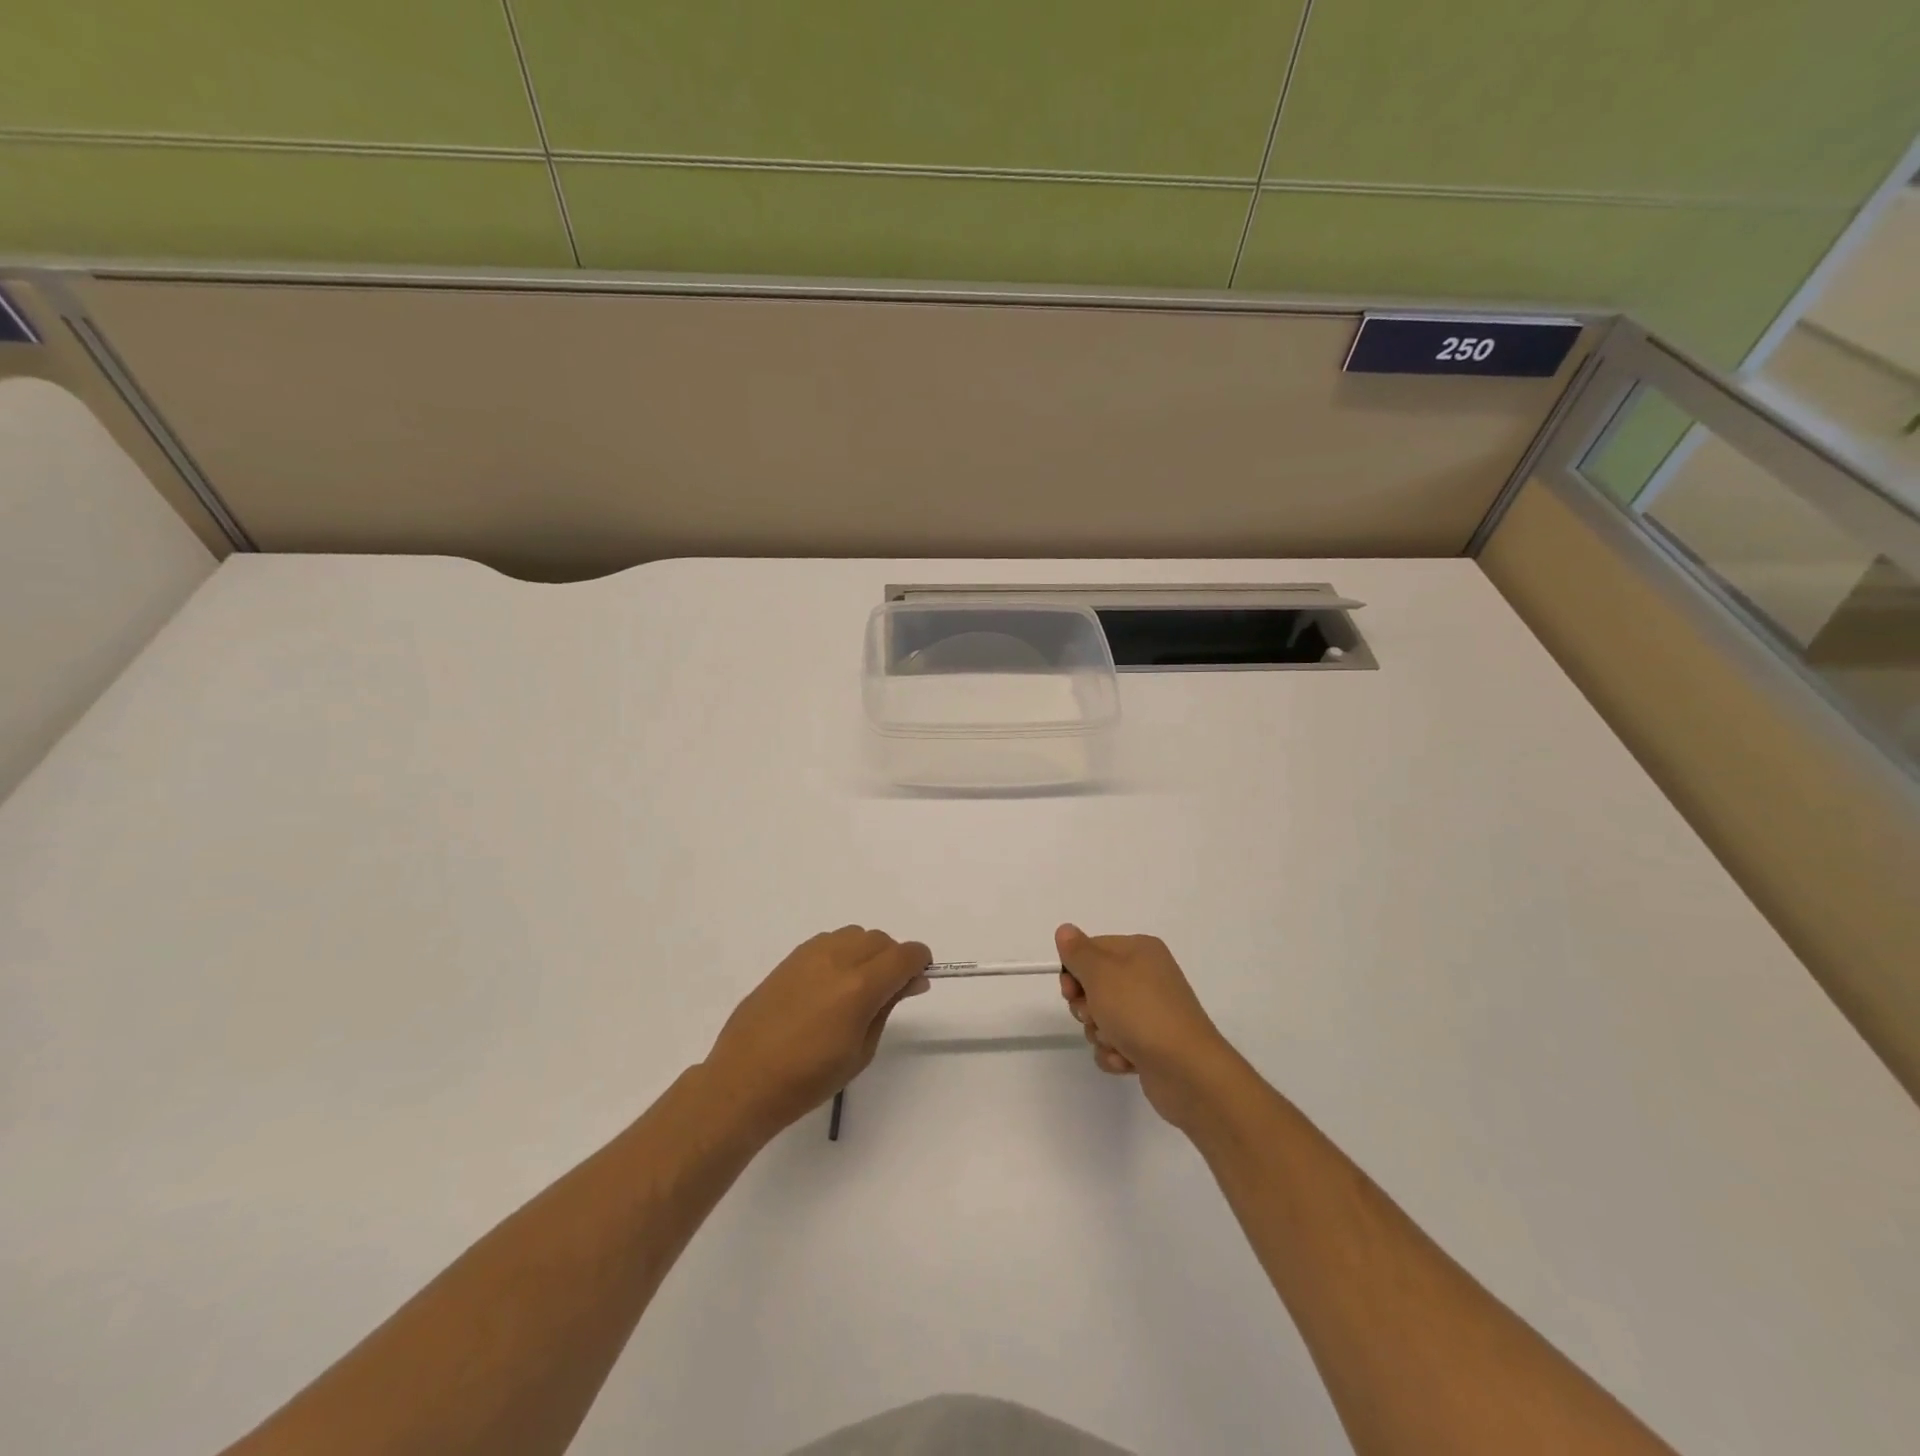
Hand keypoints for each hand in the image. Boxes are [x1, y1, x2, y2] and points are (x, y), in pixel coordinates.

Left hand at [705, 926, 931, 1138]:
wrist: (745, 1080)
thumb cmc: (808, 1079)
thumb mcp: (861, 1051)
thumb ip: (887, 1007)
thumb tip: (910, 981)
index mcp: (859, 987)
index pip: (904, 954)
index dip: (919, 962)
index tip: (919, 980)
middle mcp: (837, 960)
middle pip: (881, 940)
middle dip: (894, 959)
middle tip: (889, 992)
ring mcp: (810, 955)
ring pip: (854, 934)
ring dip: (867, 952)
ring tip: (857, 986)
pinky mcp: (790, 959)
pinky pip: (828, 940)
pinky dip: (841, 952)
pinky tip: (831, 983)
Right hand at [1057, 924, 1240, 1130]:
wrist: (1187, 1071)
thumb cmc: (1140, 1012)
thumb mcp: (1101, 974)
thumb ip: (1078, 951)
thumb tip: (1065, 930)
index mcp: (1140, 950)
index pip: (1091, 950)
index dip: (1074, 971)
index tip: (1070, 991)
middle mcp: (1147, 976)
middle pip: (1094, 985)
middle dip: (1087, 1007)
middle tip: (1096, 1017)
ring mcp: (1150, 1011)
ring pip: (1102, 1018)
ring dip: (1101, 1034)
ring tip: (1117, 1043)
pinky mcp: (1151, 1043)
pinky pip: (1116, 1043)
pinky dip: (1115, 1053)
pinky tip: (1127, 1061)